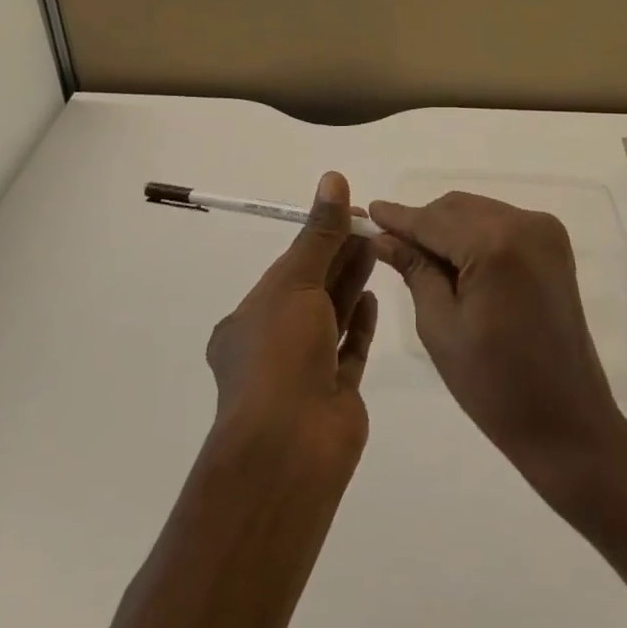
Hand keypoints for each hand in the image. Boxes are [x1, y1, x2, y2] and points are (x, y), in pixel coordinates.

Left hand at [206, 171, 378, 467]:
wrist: (290, 448)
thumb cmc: (281, 355)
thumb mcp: (296, 282)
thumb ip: (319, 233)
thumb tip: (333, 179)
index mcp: (248, 319)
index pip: (287, 268)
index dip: (318, 237)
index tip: (351, 214)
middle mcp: (272, 344)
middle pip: (312, 290)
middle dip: (339, 256)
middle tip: (372, 226)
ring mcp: (304, 372)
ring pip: (332, 317)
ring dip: (351, 283)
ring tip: (377, 249)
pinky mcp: (334, 394)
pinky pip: (349, 350)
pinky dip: (360, 323)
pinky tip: (373, 297)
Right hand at [369, 192, 625, 489]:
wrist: (566, 421)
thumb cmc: (494, 384)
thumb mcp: (440, 326)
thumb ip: (414, 270)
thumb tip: (383, 237)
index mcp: (496, 244)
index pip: (433, 220)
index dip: (398, 217)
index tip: (367, 212)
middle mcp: (524, 224)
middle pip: (456, 208)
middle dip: (423, 223)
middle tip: (389, 246)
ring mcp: (545, 231)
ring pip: (477, 212)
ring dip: (447, 228)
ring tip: (420, 258)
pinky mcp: (553, 244)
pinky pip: (500, 223)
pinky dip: (474, 235)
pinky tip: (455, 262)